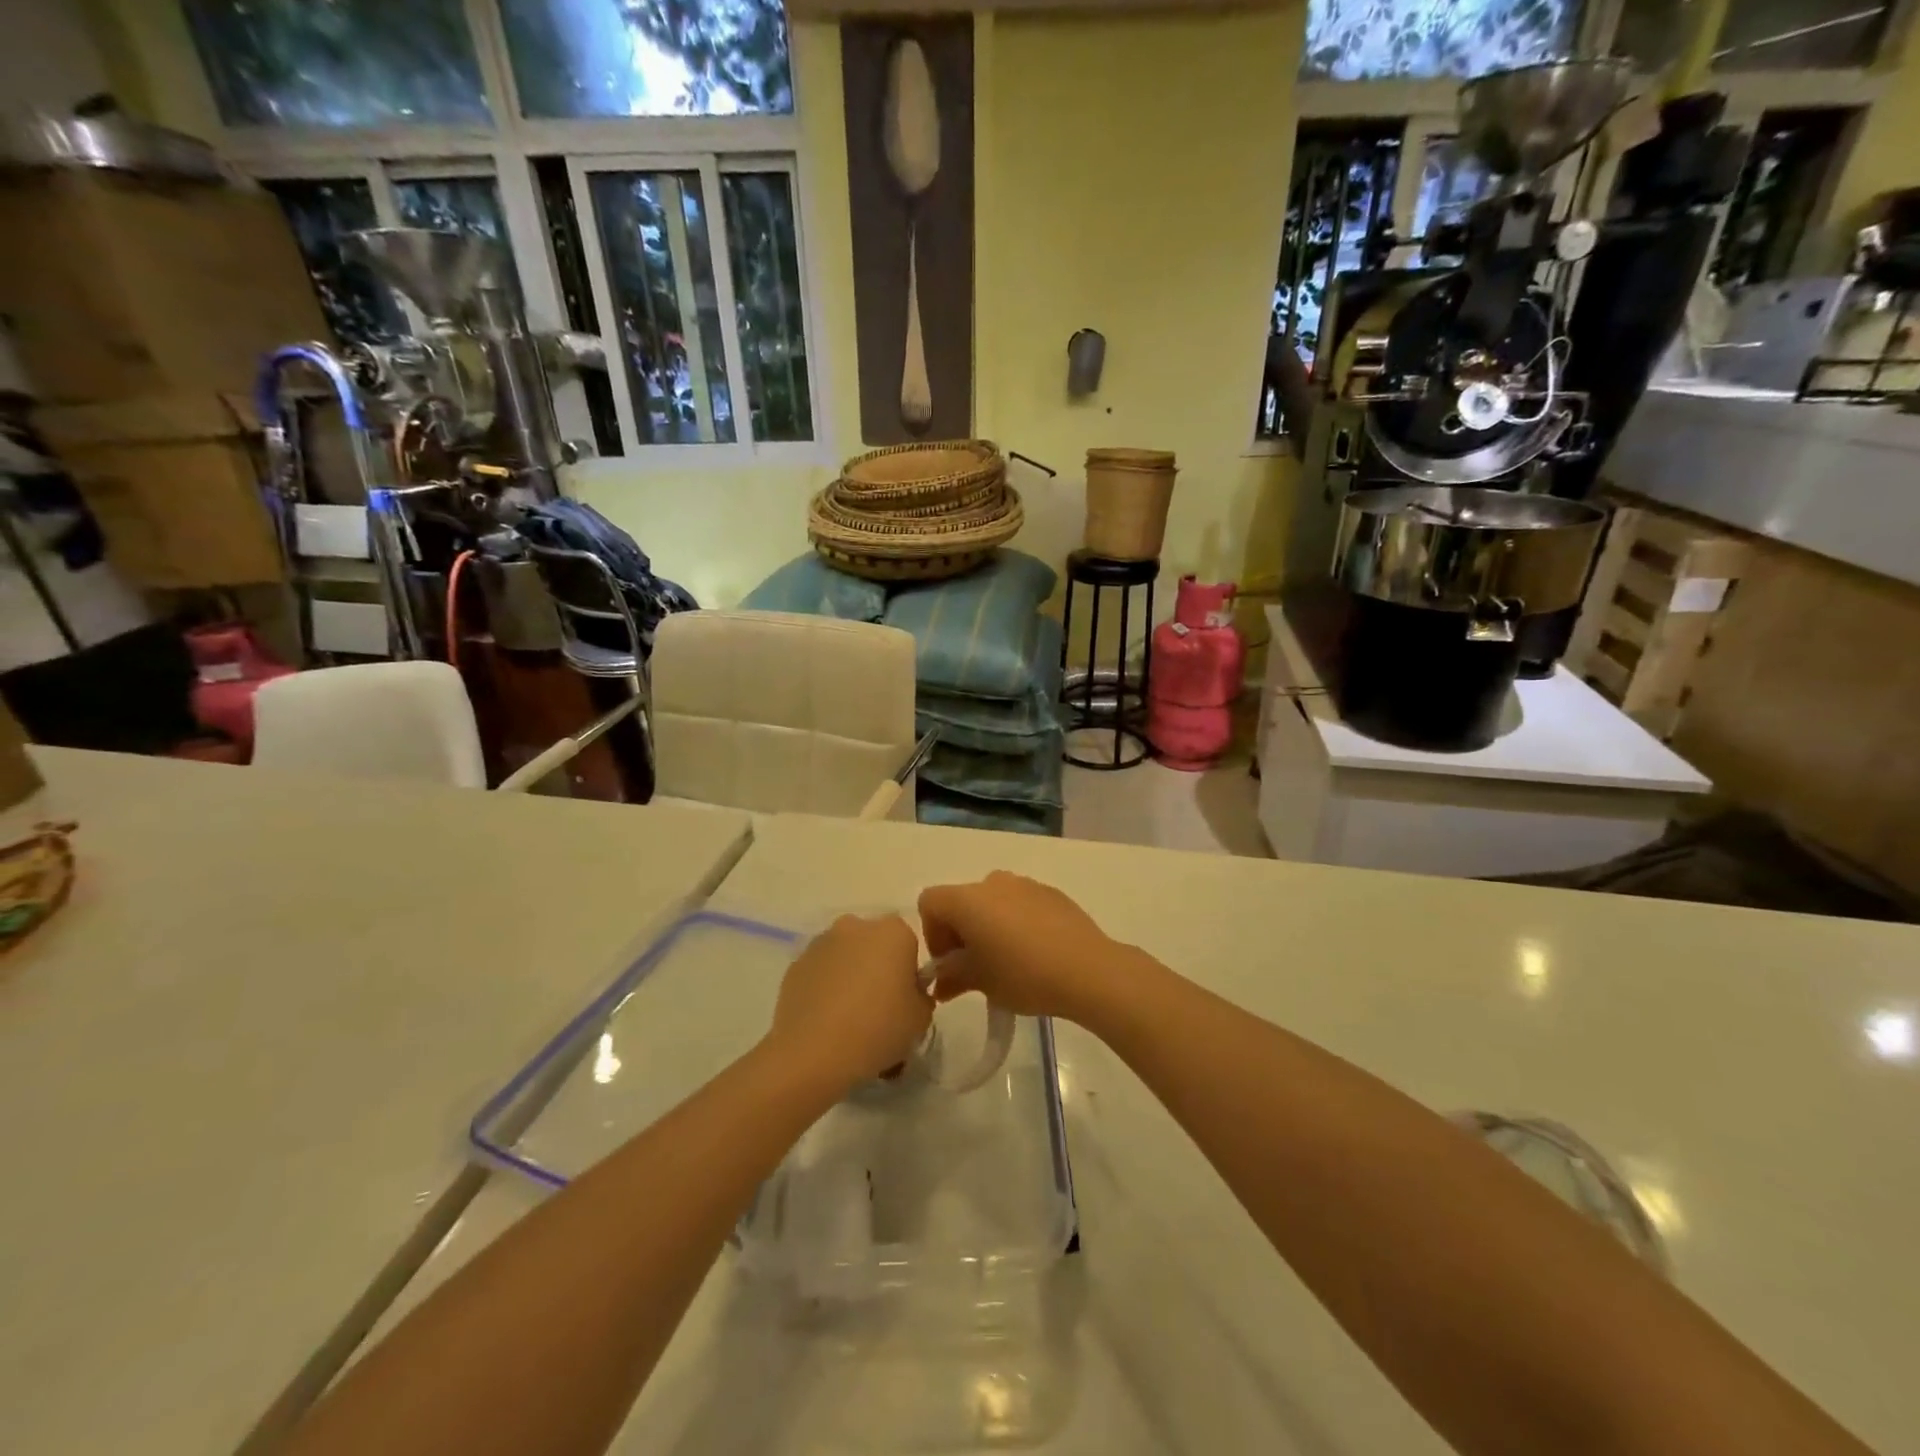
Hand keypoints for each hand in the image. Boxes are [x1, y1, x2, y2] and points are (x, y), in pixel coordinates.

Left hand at [767, 913, 932, 1092]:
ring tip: (848, 1020)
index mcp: (893, 931)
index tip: (904, 1001)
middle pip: (874, 945)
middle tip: (878, 1009)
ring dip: (850, 977)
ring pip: (845, 956)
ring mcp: (821, 943)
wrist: (814, 1052)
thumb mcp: (921, 1019)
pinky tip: (825, 1022)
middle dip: (878, 969)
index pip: (909, 945)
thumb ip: (921, 996)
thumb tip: (909, 993)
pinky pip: (820, 972)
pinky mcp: (795, 964)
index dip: (908, 973)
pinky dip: (825, 988)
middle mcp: (856, 926)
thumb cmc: (878, 1028)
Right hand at [918, 872, 1134, 1023]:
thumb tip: (940, 981)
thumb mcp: (981, 981)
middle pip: (961, 901)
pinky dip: (1016, 923)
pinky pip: (1020, 904)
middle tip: (974, 969)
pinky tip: (1034, 952)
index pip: (929, 903)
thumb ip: (952, 976)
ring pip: (992, 902)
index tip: (950, 965)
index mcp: (967, 899)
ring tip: (1006, 962)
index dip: (932, 935)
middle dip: (960, 933)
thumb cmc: (1024, 975)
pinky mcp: (1051, 893)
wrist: (1088, 970)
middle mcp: (992, 882)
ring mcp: (1024, 884)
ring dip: (989, 926)